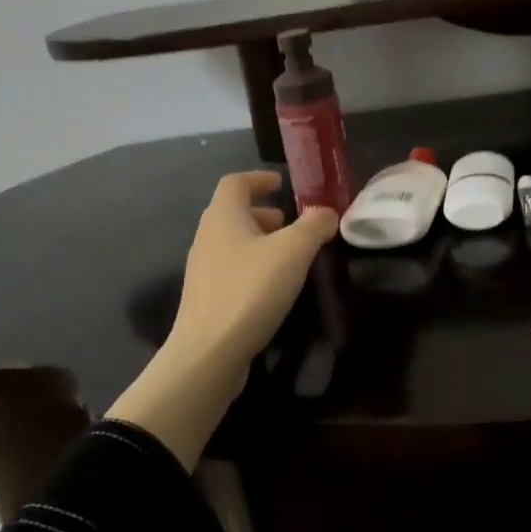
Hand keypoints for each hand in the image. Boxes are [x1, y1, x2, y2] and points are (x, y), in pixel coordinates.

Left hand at [164, 170, 338, 369]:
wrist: (208, 353)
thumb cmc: (251, 290)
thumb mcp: (293, 251)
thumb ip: (314, 226)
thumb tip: (326, 212)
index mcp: (223, 217)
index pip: (236, 182)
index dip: (259, 178)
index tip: (282, 183)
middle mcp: (207, 237)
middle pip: (233, 212)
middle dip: (264, 212)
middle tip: (291, 223)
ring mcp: (203, 270)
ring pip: (233, 242)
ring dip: (260, 241)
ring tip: (289, 255)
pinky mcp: (206, 298)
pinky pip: (231, 268)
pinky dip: (253, 266)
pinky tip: (274, 286)